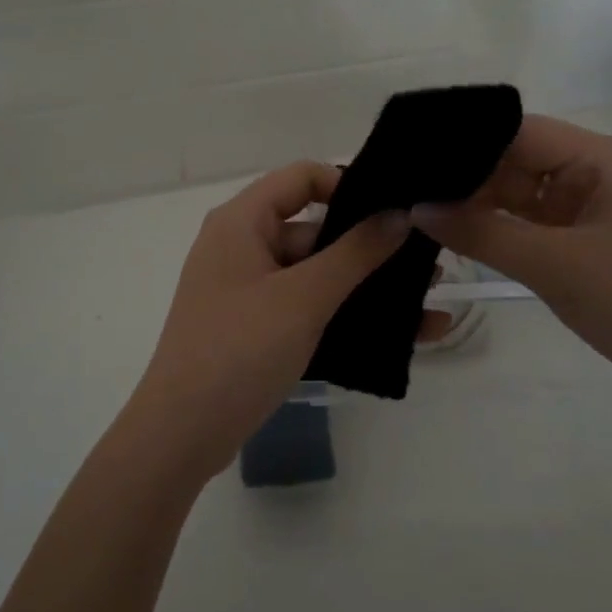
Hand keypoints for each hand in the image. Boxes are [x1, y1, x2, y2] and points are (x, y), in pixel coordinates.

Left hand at [126, 162, 408, 480]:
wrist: (182, 435)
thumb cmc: (240, 350)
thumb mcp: (304, 297)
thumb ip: (356, 252)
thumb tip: (401, 213)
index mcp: (242, 222)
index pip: (302, 177)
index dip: (349, 185)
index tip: (396, 208)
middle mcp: (242, 247)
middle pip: (314, 229)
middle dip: (370, 247)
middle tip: (428, 264)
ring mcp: (248, 291)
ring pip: (316, 275)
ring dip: (366, 288)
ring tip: (428, 304)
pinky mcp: (256, 329)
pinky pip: (308, 309)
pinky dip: (346, 317)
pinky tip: (398, 338)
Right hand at [411, 115, 611, 419]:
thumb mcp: (553, 263)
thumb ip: (482, 233)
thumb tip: (417, 208)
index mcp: (598, 158)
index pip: (517, 132)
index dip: (465, 143)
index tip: (411, 158)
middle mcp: (593, 175)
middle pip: (515, 164)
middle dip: (466, 180)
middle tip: (405, 192)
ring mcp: (588, 213)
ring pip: (519, 200)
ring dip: (478, 210)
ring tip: (418, 215)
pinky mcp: (584, 248)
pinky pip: (530, 231)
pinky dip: (498, 236)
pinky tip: (455, 240)